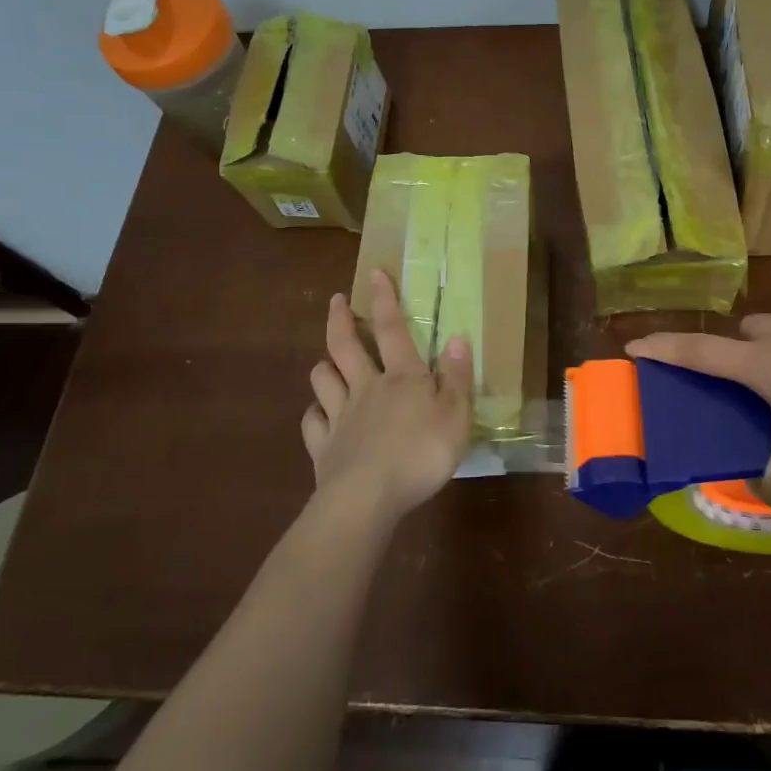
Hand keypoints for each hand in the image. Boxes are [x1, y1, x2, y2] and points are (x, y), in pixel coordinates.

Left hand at [304, 269, 473, 522]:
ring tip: (326, 361)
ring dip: (324, 366)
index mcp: (402, 377)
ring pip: (323, 380)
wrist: (368, 498)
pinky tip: (318, 417)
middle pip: (345, 346)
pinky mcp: (323, 448)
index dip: (383, 299)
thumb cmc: (421, 453)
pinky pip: (312, 423)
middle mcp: (366, 388)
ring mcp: (340, 417)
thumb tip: (458, 338)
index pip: (391, 329)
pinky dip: (313, 416)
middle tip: (336, 300)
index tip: (373, 273)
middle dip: (340, 319)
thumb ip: (458, 377)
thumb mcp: (457, 415)